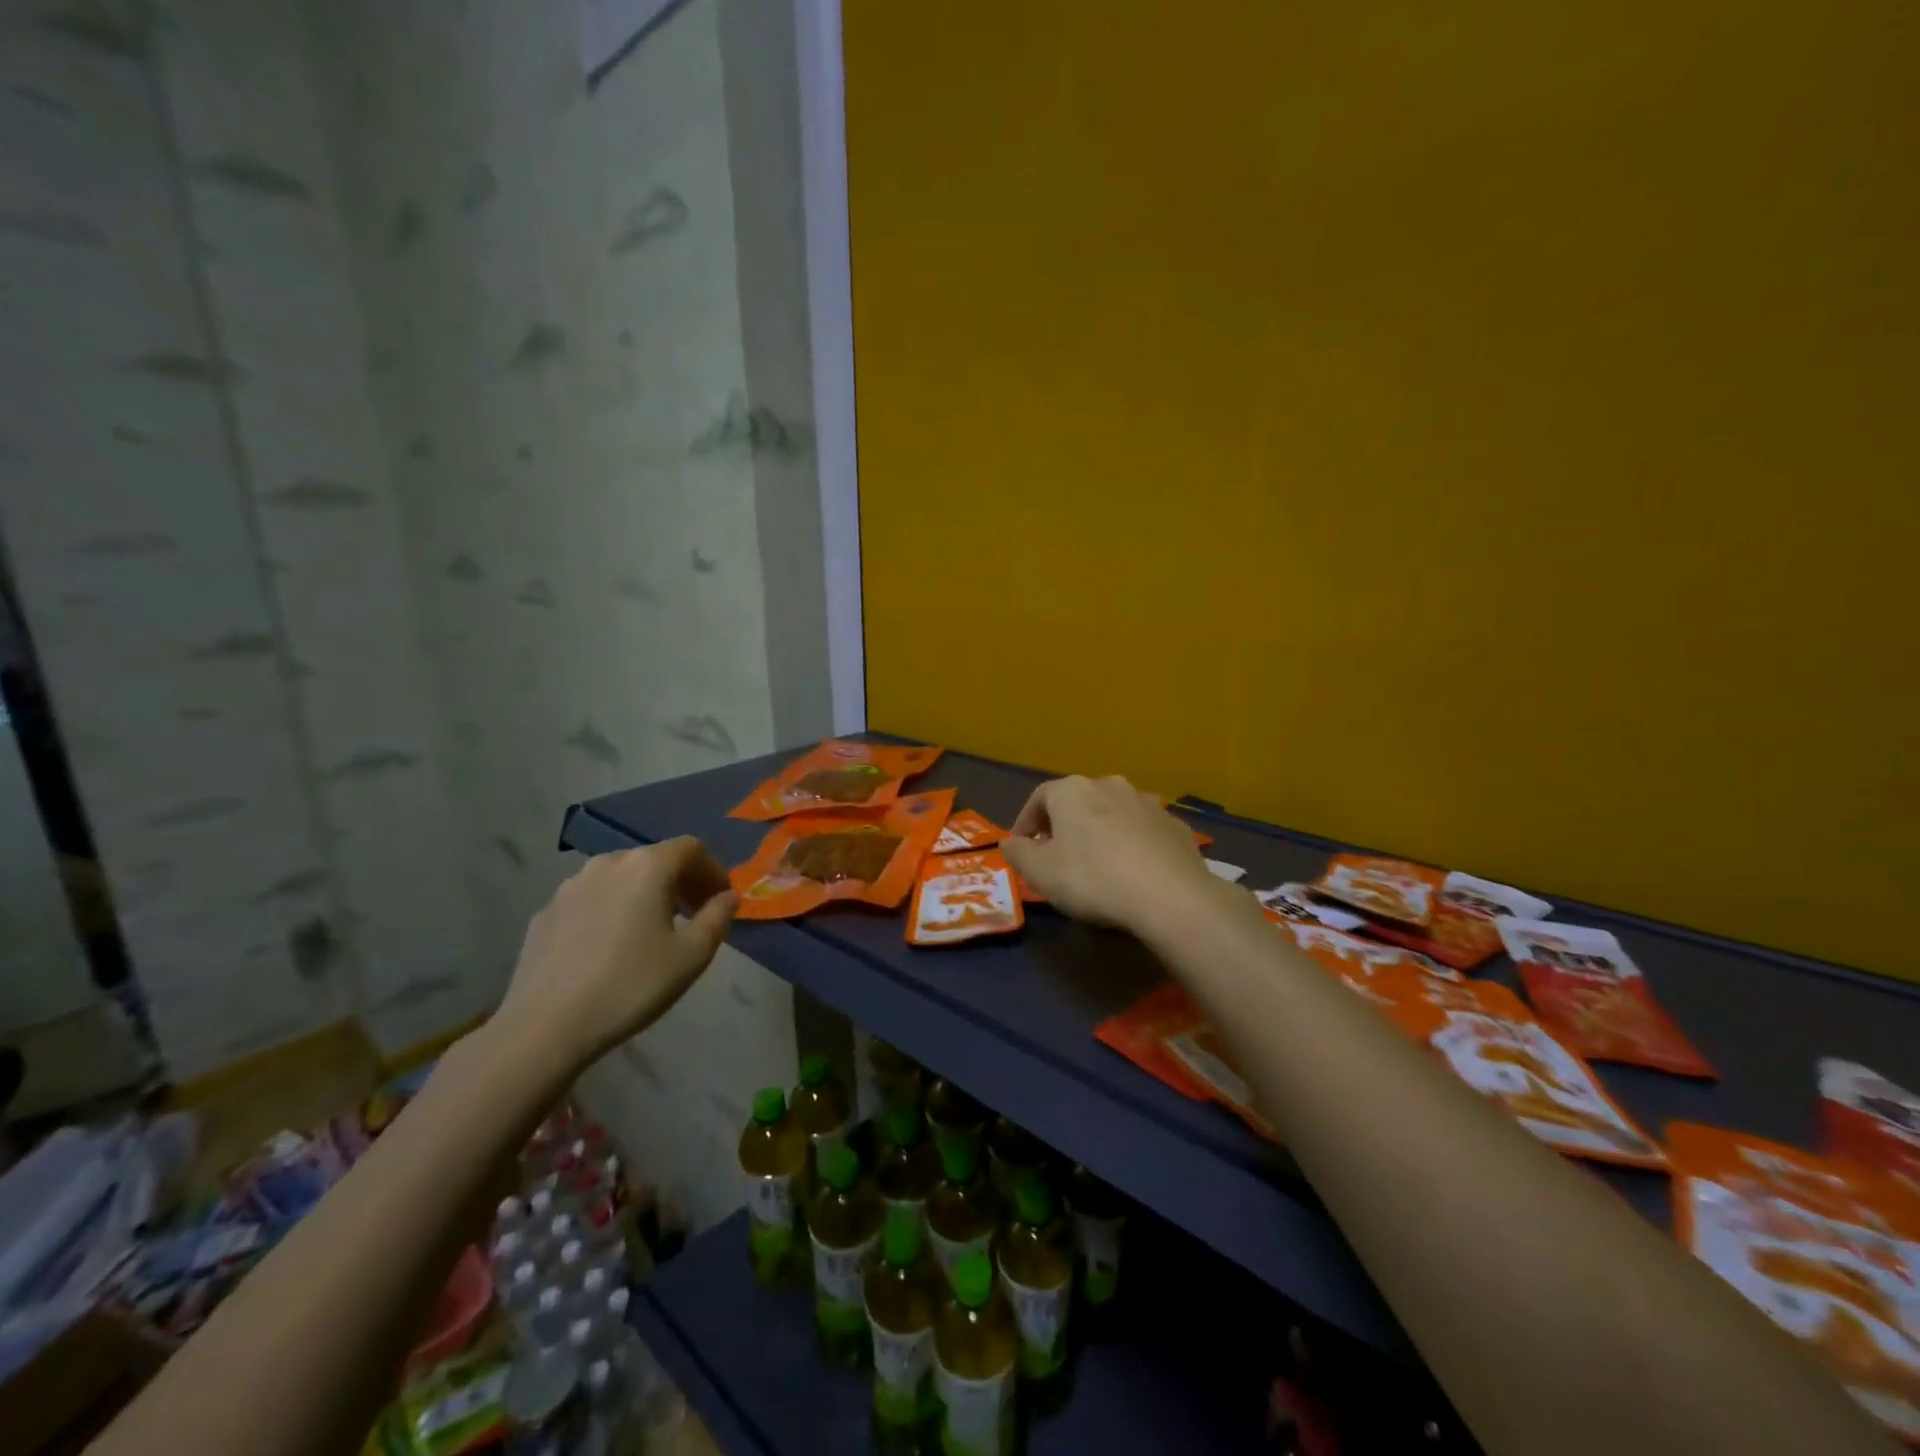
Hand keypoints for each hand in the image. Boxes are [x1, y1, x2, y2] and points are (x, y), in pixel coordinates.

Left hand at [494, 838, 737, 1073]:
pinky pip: (592, 898)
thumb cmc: (630, 985)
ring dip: (645, 893)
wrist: (544, 1027)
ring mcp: (570, 885)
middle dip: (681, 881)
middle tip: (694, 914)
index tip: (721, 899)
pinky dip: (613, 908)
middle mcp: (608, 863)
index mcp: (647, 867)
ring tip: (653, 929)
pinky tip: (611, 946)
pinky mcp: (546, 911)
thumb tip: (728, 897)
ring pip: (621, 877)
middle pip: (655, 859)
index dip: (713, 869)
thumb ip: (718, 918)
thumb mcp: (692, 956)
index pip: (691, 848)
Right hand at [1001, 775, 1219, 934]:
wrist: (1170, 896)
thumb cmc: (1092, 878)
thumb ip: (1018, 853)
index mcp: (1073, 791)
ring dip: (1100, 832)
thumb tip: (1009, 842)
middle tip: (1057, 855)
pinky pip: (1144, 832)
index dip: (1026, 822)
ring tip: (1097, 864)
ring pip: (1113, 814)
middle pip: (1078, 801)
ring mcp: (1148, 804)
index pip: (1039, 797)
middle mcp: (1110, 786)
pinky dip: (1133, 844)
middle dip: (1064, 825)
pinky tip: (1133, 872)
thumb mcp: (1040, 872)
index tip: (1022, 847)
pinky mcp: (1176, 827)